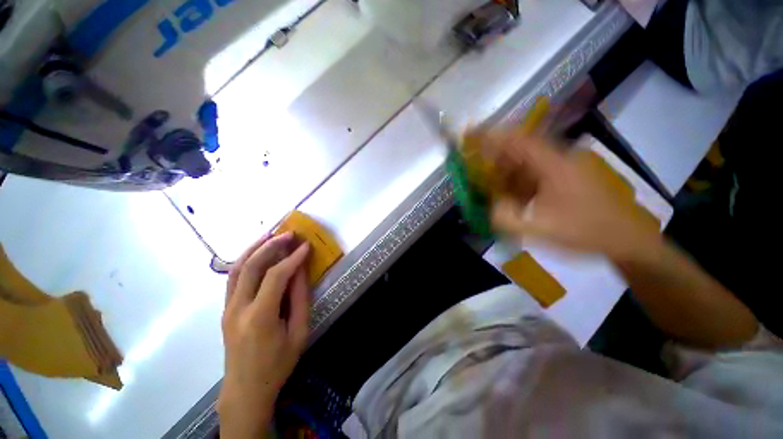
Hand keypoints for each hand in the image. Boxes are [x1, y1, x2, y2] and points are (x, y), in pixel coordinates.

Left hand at [217, 232, 310, 438]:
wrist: (245, 389)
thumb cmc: (277, 364)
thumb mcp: (299, 332)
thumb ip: (300, 298)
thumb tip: (301, 270)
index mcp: (259, 317)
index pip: (276, 276)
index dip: (293, 258)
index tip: (306, 245)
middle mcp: (238, 309)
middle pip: (251, 267)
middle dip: (271, 246)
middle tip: (289, 233)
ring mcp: (227, 308)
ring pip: (236, 269)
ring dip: (254, 248)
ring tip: (271, 234)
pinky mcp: (225, 309)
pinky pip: (233, 278)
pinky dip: (246, 260)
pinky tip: (258, 252)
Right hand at [483, 132, 659, 259]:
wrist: (626, 239)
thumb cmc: (585, 232)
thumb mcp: (542, 229)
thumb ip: (509, 219)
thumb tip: (490, 207)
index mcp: (554, 166)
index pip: (519, 140)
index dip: (493, 135)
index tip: (471, 134)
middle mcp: (560, 159)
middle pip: (521, 147)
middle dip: (495, 155)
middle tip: (476, 166)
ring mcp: (564, 167)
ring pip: (527, 160)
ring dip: (506, 169)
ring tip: (491, 182)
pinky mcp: (566, 176)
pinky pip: (536, 171)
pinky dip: (519, 179)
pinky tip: (513, 194)